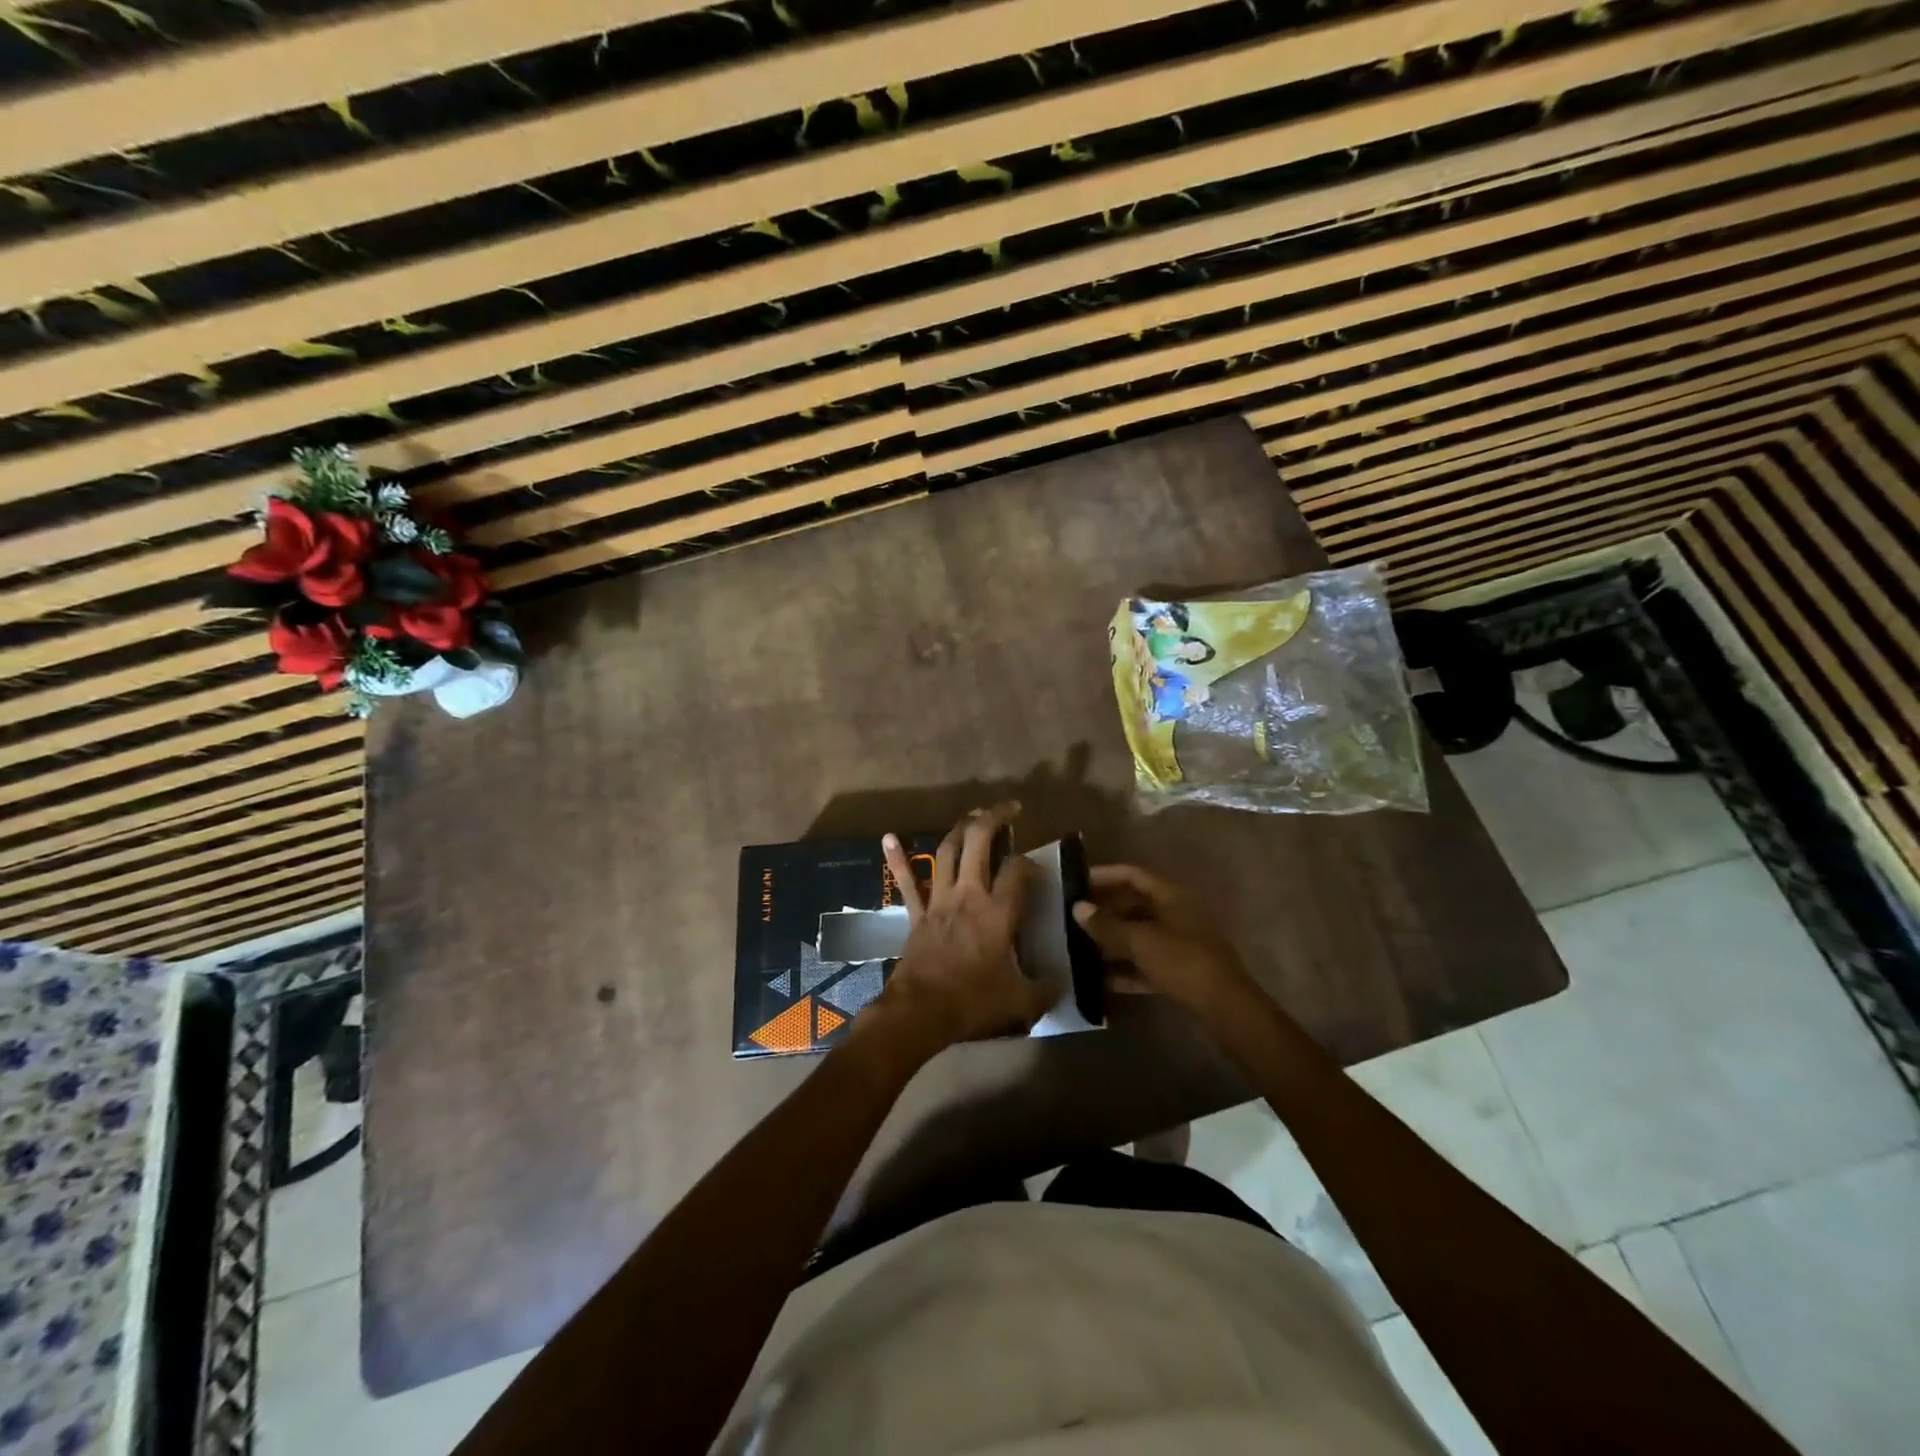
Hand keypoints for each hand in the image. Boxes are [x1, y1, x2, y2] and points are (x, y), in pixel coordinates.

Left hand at [869, 802, 1050, 1055]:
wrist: (920, 1012)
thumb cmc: (973, 1002)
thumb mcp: (1021, 1002)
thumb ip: (1045, 989)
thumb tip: (1062, 983)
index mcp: (999, 912)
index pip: (1019, 870)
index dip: (1031, 861)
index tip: (1038, 866)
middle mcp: (969, 895)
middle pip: (979, 842)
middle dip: (995, 818)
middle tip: (1009, 809)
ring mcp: (939, 900)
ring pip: (947, 852)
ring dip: (960, 830)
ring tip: (973, 815)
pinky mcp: (917, 914)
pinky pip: (906, 882)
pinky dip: (898, 859)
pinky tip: (888, 837)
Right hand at [1071, 864, 1255, 1016]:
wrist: (1225, 1008)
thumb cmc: (1182, 962)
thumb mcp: (1140, 941)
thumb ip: (1107, 925)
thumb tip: (1078, 907)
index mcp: (1172, 896)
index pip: (1134, 875)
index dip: (1105, 875)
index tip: (1078, 882)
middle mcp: (1177, 914)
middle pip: (1135, 905)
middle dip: (1105, 911)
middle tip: (1075, 918)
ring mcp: (1181, 944)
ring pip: (1140, 936)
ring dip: (1113, 941)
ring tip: (1081, 948)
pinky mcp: (1181, 972)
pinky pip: (1147, 963)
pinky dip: (1126, 968)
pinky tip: (1101, 980)